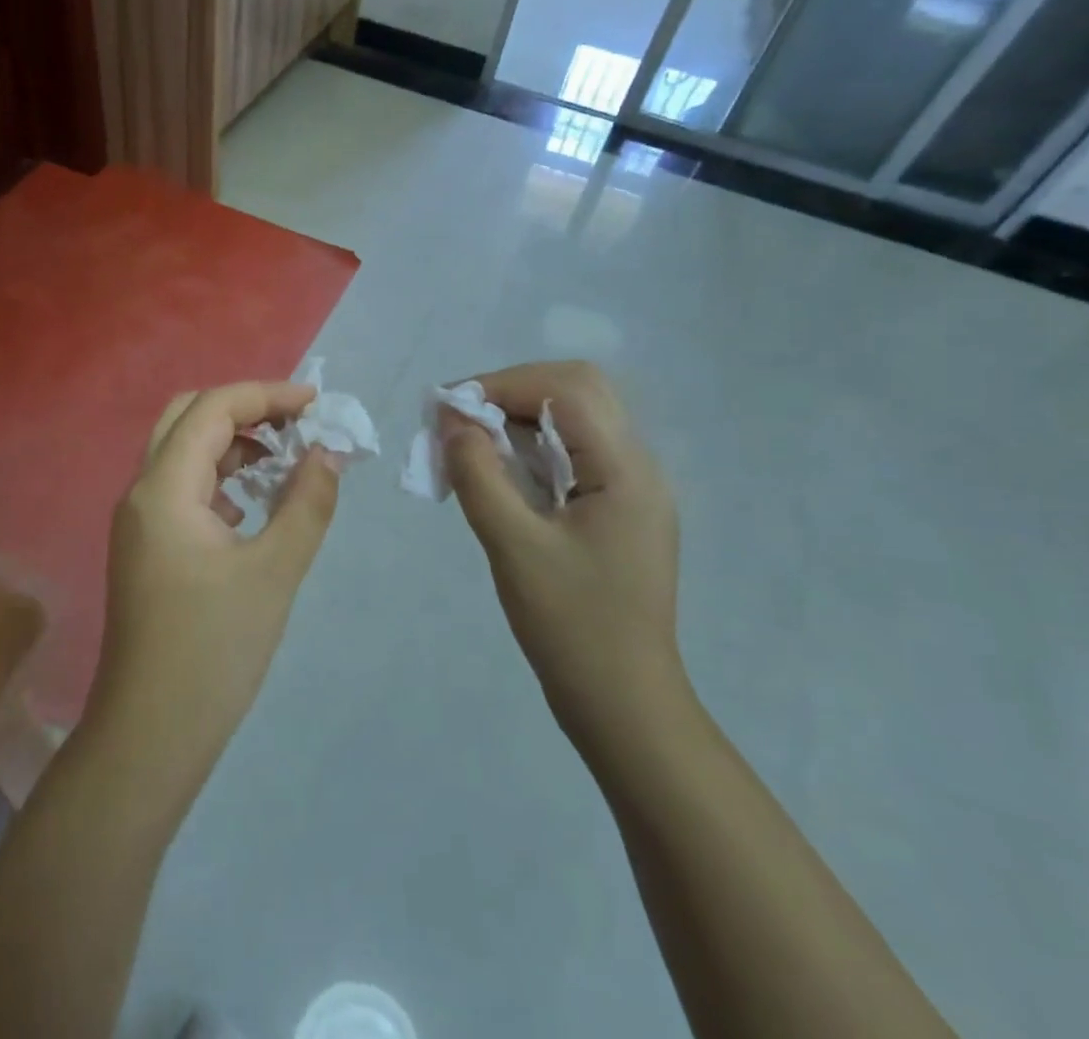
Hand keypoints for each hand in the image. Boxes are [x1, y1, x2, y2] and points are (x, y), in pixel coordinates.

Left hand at [89, 382, 342, 789]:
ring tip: (285, 457)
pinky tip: (256, 499)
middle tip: (296, 424)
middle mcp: (142, 492)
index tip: (316, 404)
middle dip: (244, 409)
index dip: (266, 395)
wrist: (151, 735)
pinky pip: (184, 487)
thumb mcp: (274, 572)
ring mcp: (140, 520)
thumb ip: (306, 504)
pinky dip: (221, 476)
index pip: (212, 409)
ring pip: (184, 451)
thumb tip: (327, 453)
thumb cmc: (214, 652)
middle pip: (188, 418)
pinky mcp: (148, 546)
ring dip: (232, 442)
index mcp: (164, 489)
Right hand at [444, 362, 683, 748]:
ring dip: (519, 419)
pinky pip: (573, 453)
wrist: (623, 703)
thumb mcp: (513, 546)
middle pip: (576, 391)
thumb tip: (451, 419)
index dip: (503, 384)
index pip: (567, 389)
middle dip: (512, 392)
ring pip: (574, 419)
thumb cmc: (570, 626)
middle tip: (462, 420)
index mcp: (626, 470)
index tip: (450, 408)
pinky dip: (531, 448)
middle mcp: (638, 466)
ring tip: (470, 444)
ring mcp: (632, 488)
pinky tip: (498, 472)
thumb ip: (479, 474)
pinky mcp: (617, 509)